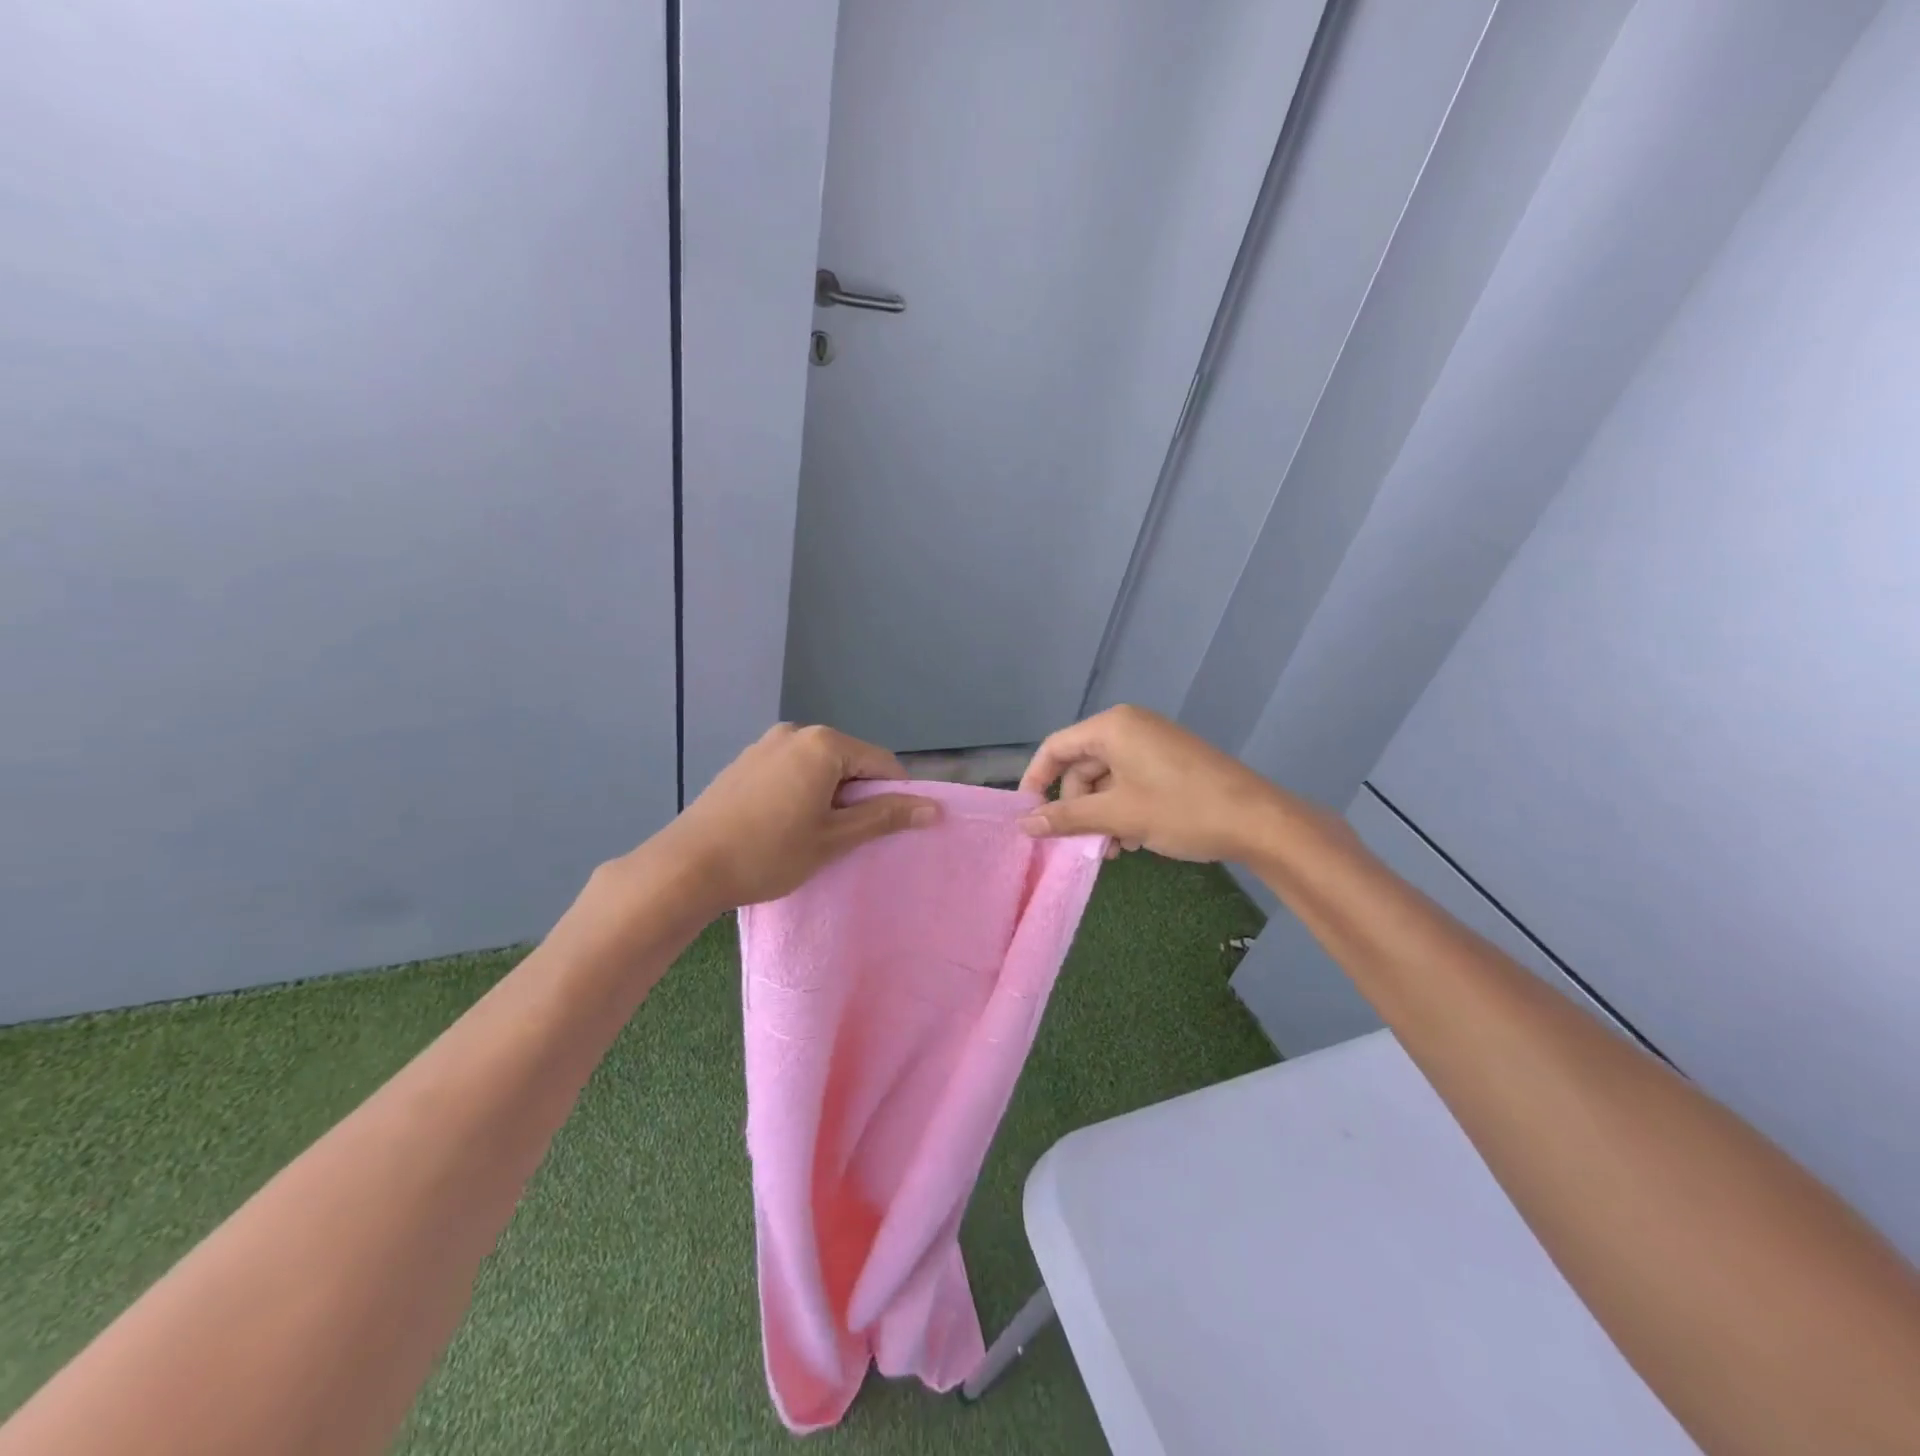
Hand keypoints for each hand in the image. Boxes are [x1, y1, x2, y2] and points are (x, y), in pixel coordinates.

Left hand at [667, 723, 939, 909]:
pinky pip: (790, 770)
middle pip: (849, 760)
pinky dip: (802, 791)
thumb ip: (885, 816)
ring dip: (829, 795)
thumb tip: (934, 808)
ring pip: (819, 766)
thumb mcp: (834, 838)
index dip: (896, 795)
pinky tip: (785, 825)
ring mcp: (765, 744)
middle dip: (859, 795)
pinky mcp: (744, 762)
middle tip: (851, 837)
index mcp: (823, 743)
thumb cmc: (769, 853)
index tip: (892, 830)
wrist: (686, 867)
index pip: (881, 762)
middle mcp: (795, 732)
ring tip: (816, 835)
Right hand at [1016, 704, 1286, 862]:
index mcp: (1112, 727)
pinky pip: (1131, 782)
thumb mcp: (1118, 815)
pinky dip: (1124, 809)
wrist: (1258, 821)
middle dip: (1077, 807)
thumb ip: (1067, 817)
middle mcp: (1130, 727)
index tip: (1027, 816)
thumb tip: (1025, 824)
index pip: (1055, 748)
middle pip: (1081, 766)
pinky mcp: (1171, 762)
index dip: (1035, 780)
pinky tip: (1135, 840)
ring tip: (1113, 849)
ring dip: (1101, 815)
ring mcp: (1153, 744)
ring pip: (1107, 779)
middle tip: (1081, 843)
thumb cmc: (1181, 810)